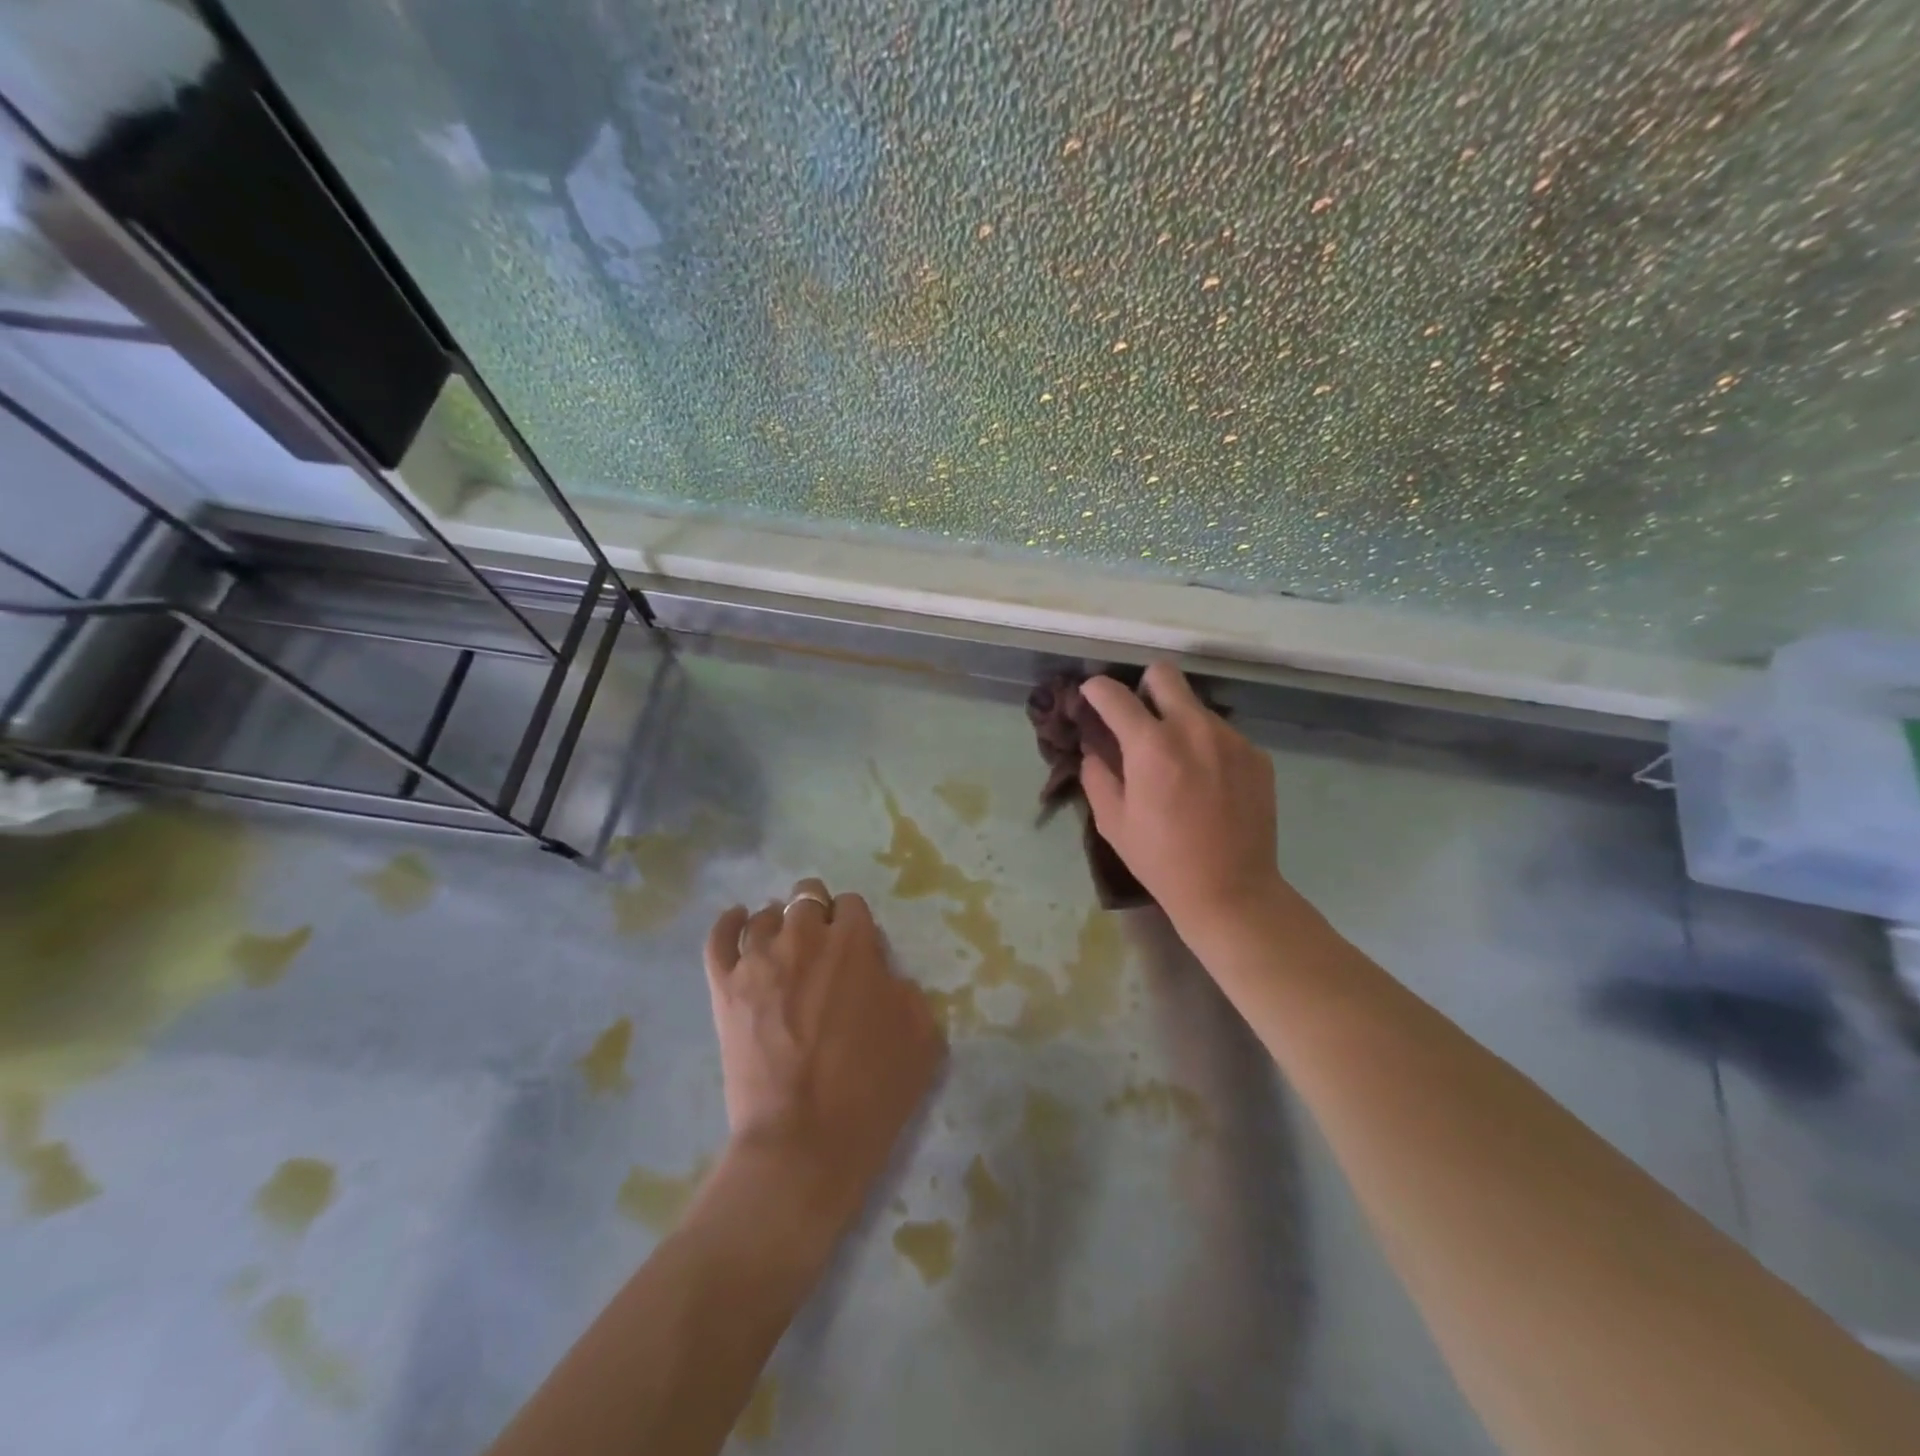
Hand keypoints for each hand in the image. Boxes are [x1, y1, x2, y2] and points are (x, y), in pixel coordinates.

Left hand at [703, 880, 943, 1229]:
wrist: (803, 1141)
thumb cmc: (871, 1090)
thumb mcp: (922, 1035)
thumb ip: (905, 989)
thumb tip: (882, 976)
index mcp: (853, 943)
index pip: (852, 904)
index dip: (856, 926)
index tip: (858, 953)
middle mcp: (803, 936)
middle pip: (807, 897)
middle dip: (819, 915)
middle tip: (823, 952)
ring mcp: (757, 959)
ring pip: (765, 914)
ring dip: (780, 924)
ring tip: (785, 951)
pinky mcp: (724, 987)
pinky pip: (719, 936)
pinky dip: (729, 923)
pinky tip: (739, 921)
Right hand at [1079, 663, 1286, 934]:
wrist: (1231, 891)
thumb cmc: (1161, 860)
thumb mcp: (1112, 822)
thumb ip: (1097, 775)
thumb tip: (1095, 749)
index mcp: (1151, 745)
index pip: (1114, 695)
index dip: (1096, 689)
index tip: (1090, 695)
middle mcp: (1194, 729)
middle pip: (1165, 674)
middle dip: (1143, 687)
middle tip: (1137, 719)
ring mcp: (1232, 739)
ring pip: (1196, 706)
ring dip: (1178, 721)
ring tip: (1177, 762)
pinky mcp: (1257, 755)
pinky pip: (1222, 734)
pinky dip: (1206, 746)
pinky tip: (1207, 783)